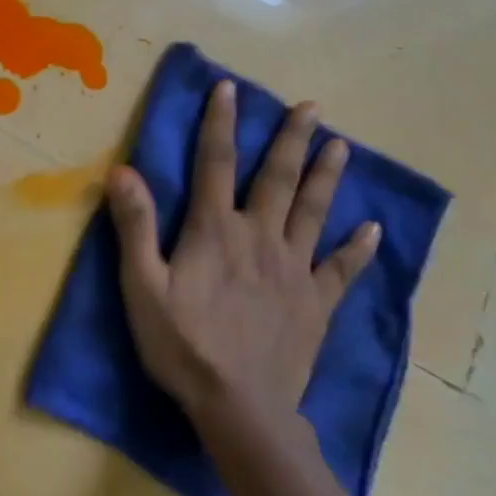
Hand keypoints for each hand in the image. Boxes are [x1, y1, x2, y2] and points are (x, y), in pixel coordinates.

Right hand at [106, 80, 379, 429]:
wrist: (240, 407)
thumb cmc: (182, 344)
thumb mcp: (142, 285)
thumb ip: (135, 226)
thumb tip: (122, 170)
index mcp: (215, 230)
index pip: (216, 163)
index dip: (221, 123)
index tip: (230, 88)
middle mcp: (259, 238)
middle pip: (278, 178)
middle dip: (292, 139)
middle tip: (311, 107)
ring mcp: (294, 270)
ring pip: (314, 212)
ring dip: (327, 175)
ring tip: (341, 144)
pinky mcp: (316, 303)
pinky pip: (342, 269)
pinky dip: (358, 248)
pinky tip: (373, 230)